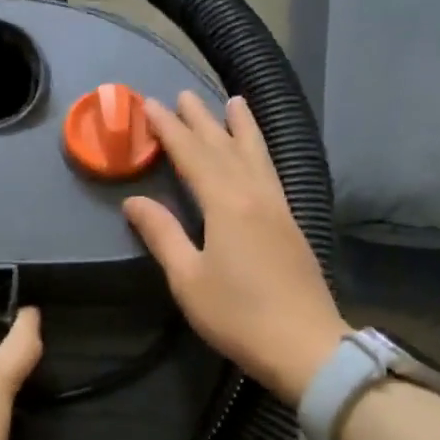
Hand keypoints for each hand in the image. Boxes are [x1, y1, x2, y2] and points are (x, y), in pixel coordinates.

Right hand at [124, 92, 348, 406]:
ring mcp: (278, 208)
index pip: (192, 156)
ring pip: (256, 156)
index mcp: (226, 205)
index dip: (170, 130)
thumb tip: (134, 201)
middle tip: (183, 94)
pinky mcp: (291, 224)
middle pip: (225, 148)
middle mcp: (255, 195)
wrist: (305, 345)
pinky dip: (262, 152)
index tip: (150, 105)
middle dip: (202, 120)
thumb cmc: (238, 315)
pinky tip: (259, 154)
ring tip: (234, 101)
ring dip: (241, 127)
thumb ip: (162, 234)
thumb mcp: (188, 278)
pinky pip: (272, 173)